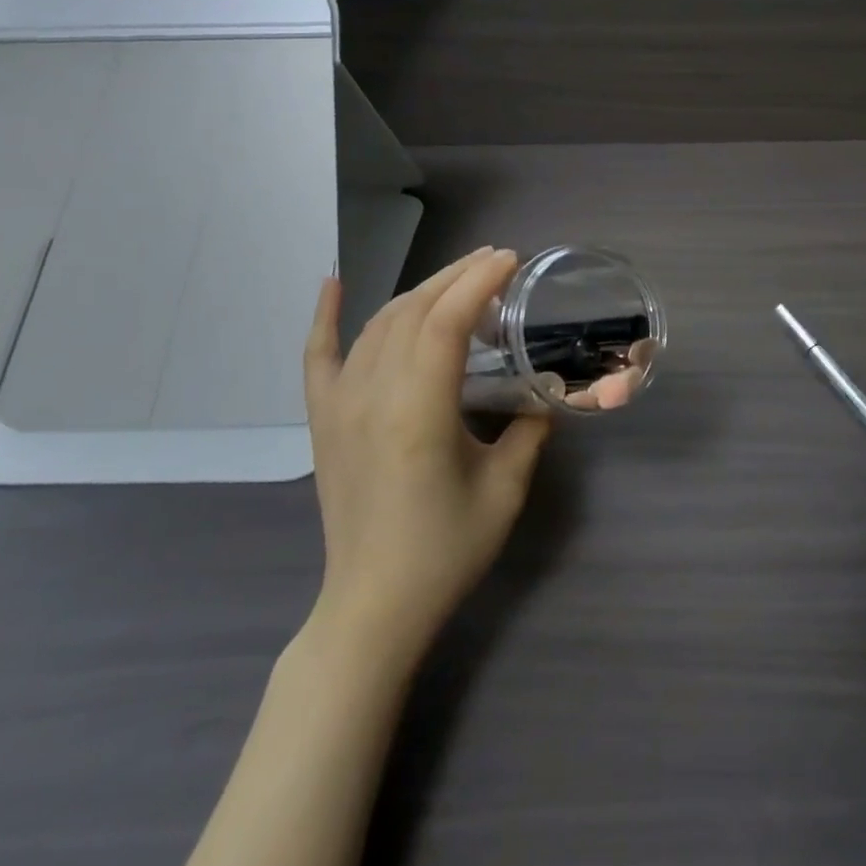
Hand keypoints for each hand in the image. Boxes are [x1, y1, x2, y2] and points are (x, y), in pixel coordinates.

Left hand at [302, 248, 550, 658]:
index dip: (479, 282)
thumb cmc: (445, 551)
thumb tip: (546, 393)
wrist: (373, 604)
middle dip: (456, 276)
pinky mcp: (324, 418)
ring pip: (379, 323)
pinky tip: (333, 281)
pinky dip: (324, 315)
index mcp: (418, 411)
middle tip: (495, 261)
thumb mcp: (505, 489)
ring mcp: (341, 404)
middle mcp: (372, 395)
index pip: (446, 322)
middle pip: (413, 311)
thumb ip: (530, 430)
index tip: (511, 261)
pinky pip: (319, 355)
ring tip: (458, 277)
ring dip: (420, 290)